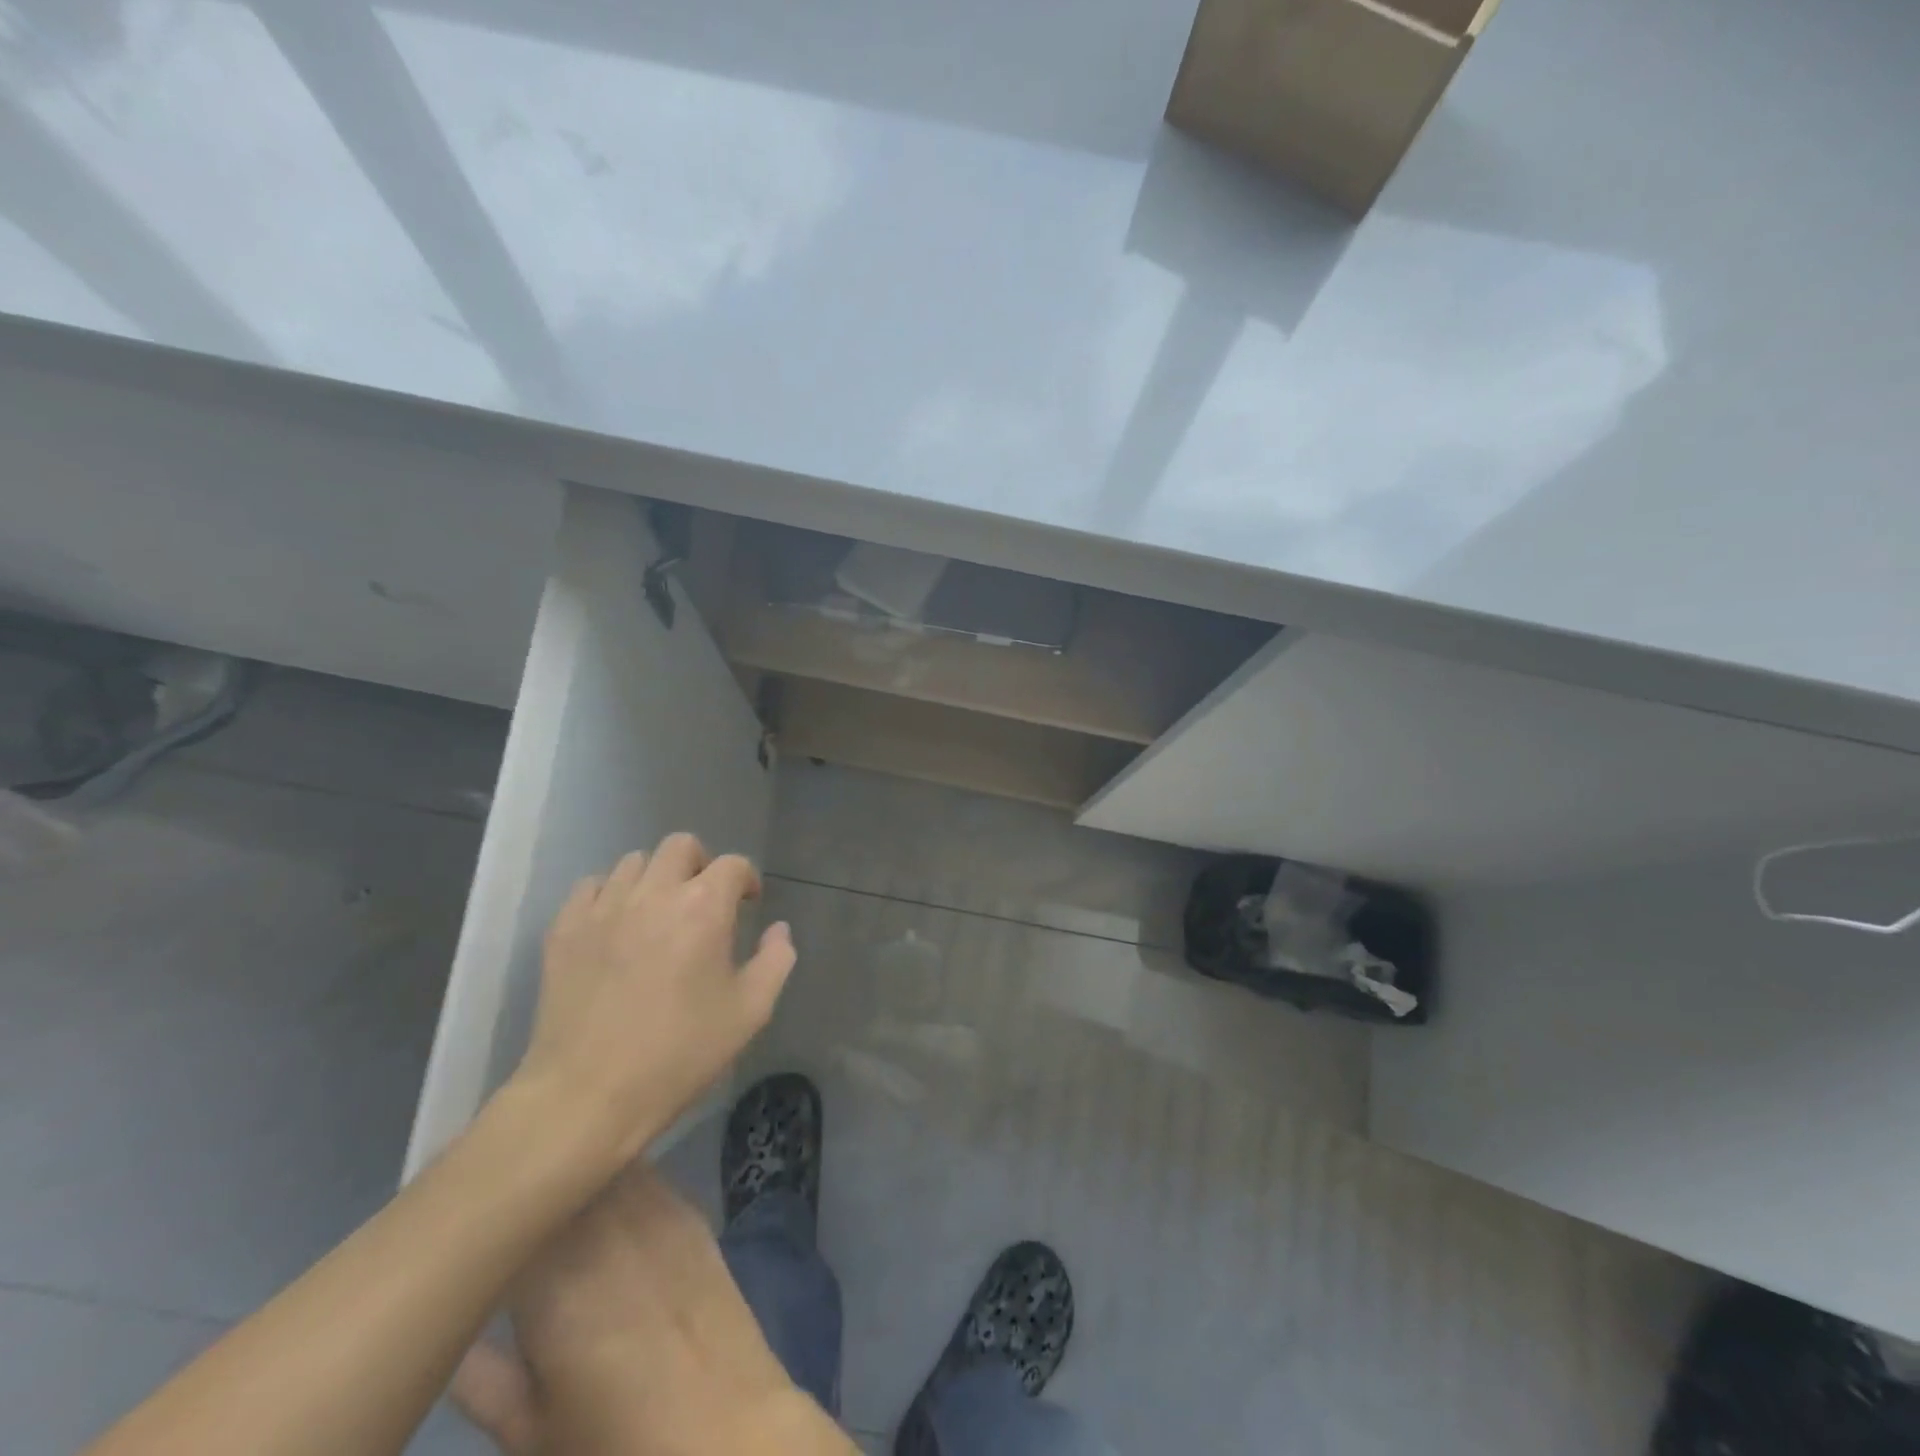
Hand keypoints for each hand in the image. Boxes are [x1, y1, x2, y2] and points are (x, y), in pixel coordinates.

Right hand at [453, 1168, 849, 1455]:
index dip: (489, 1216)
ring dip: (578, 1174)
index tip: (472, 1224)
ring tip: (555, 1191)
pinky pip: (643, 1174)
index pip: (509, 1219)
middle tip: (511, 1207)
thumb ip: (482, 1379)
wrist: (724, 1428)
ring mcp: (656, 1210)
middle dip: (534, 1189)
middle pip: (561, 1180)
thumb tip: (449, 1331)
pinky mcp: (691, 1209)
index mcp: (554, 1284)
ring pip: (605, 1166)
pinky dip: (618, 1177)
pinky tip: (606, 1197)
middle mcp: (606, 1229)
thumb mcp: (532, 1431)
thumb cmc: (618, 1444)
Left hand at [510, 833, 796, 1170]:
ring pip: (633, 861)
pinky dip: (610, 895)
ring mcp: (603, 908)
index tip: (748, 903)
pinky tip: (616, 926)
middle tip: (704, 900)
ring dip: (655, 878)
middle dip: (701, 864)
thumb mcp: (749, 1013)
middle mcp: (654, 893)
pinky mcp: (564, 929)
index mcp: (704, 907)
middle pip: (681, 846)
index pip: (732, 864)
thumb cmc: (679, 1054)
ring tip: (658, 913)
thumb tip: (778, 929)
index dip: (746, 879)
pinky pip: (591, 887)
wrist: (587, 1096)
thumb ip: (775, 960)